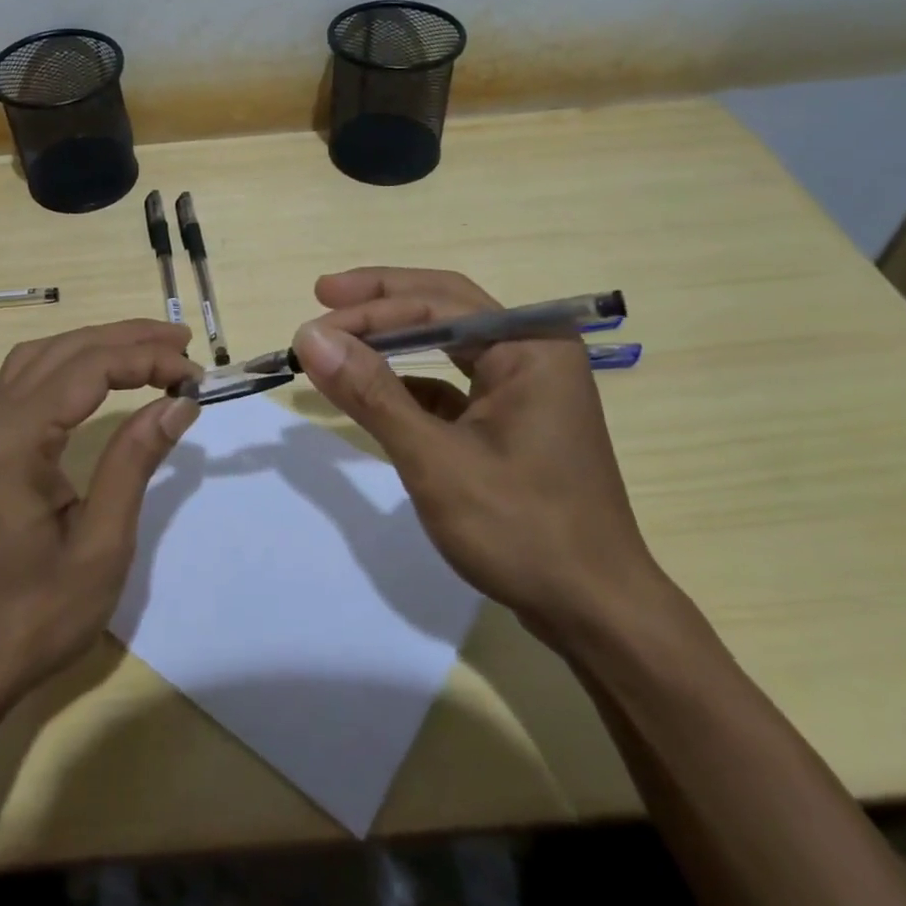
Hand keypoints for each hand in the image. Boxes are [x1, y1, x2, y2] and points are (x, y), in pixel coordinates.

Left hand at [0, 320, 200, 717]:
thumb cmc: (29, 619)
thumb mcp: (99, 544)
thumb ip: (135, 460)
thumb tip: (178, 400)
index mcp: (11, 439)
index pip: (88, 367)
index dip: (146, 359)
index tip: (193, 374)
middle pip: (62, 351)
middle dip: (125, 339)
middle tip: (181, 343)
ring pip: (38, 361)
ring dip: (94, 347)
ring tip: (148, 350)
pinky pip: (22, 386)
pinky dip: (67, 369)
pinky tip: (96, 381)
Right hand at [293, 268, 661, 646]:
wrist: (595, 613)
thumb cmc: (522, 530)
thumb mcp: (436, 460)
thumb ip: (372, 393)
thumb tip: (310, 337)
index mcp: (530, 345)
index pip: (437, 305)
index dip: (369, 310)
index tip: (311, 328)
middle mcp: (533, 351)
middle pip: (446, 306)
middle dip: (382, 300)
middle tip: (323, 293)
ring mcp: (527, 386)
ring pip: (450, 341)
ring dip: (394, 337)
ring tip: (342, 334)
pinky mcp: (513, 419)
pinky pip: (455, 382)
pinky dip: (412, 380)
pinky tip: (377, 389)